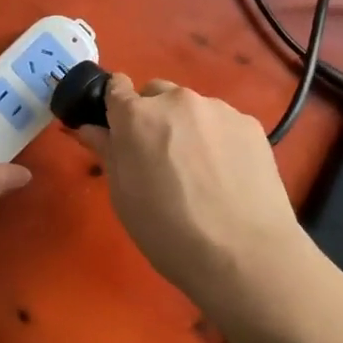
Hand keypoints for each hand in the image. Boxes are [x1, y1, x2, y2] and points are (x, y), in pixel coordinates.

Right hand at [78, 74, 302, 304]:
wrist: (244, 256)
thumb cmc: (168, 232)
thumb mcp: (123, 197)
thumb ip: (108, 153)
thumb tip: (91, 129)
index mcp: (137, 115)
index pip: (116, 86)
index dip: (115, 106)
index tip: (119, 128)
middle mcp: (177, 100)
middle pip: (156, 93)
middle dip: (152, 115)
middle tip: (160, 156)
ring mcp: (218, 109)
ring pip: (192, 108)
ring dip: (188, 126)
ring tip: (200, 171)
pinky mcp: (250, 124)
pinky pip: (223, 122)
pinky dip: (218, 139)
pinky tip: (228, 175)